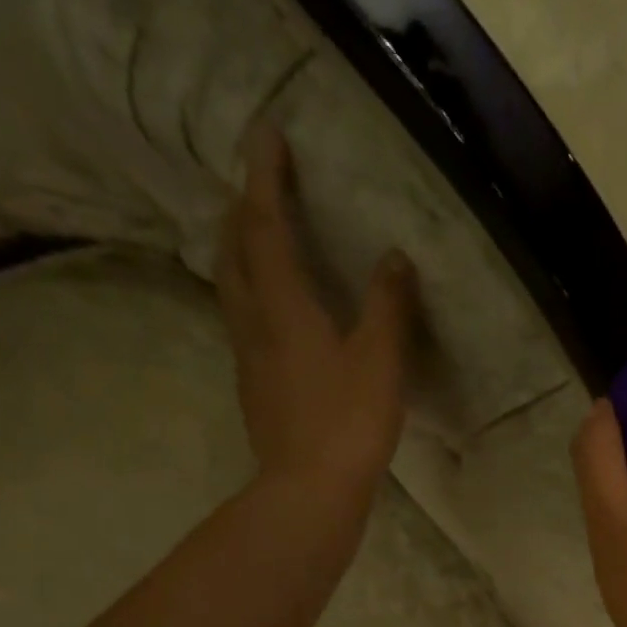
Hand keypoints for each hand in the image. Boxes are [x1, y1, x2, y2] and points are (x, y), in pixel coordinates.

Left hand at [217, 123, 416, 494]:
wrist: (310, 492)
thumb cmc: (348, 424)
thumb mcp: (380, 362)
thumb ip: (387, 307)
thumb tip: (394, 258)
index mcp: (284, 308)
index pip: (266, 227)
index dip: (264, 178)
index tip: (266, 134)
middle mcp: (255, 324)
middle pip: (235, 253)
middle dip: (243, 212)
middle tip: (259, 189)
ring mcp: (250, 360)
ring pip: (233, 289)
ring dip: (241, 253)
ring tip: (259, 240)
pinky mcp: (256, 390)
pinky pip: (245, 323)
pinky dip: (253, 296)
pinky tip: (274, 312)